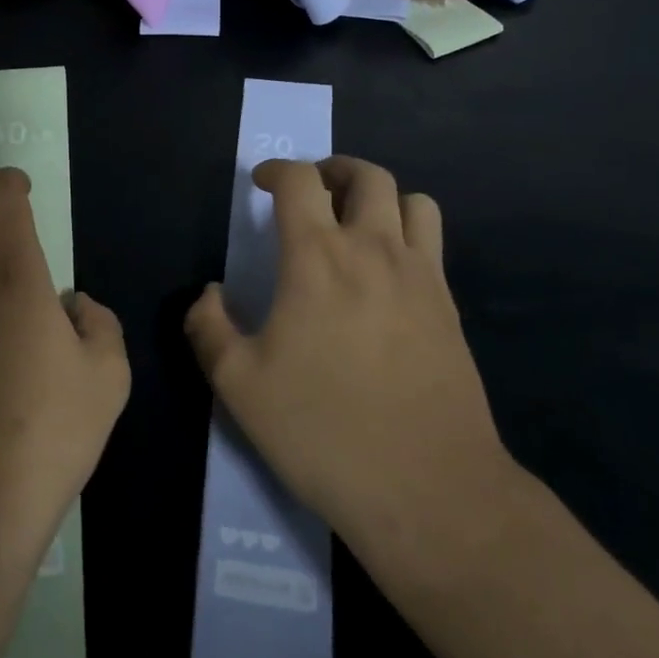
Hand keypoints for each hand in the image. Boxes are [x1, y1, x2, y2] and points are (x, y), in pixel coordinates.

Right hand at [184, 157, 521, 566]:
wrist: (427, 487)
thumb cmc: (322, 430)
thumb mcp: (239, 386)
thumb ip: (210, 328)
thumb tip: (208, 293)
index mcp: (318, 258)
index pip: (299, 181)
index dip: (276, 170)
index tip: (260, 183)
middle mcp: (374, 250)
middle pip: (366, 176)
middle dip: (334, 170)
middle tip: (312, 192)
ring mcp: (421, 275)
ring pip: (412, 200)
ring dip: (380, 196)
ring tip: (357, 222)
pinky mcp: (449, 305)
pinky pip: (433, 241)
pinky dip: (409, 232)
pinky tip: (388, 273)